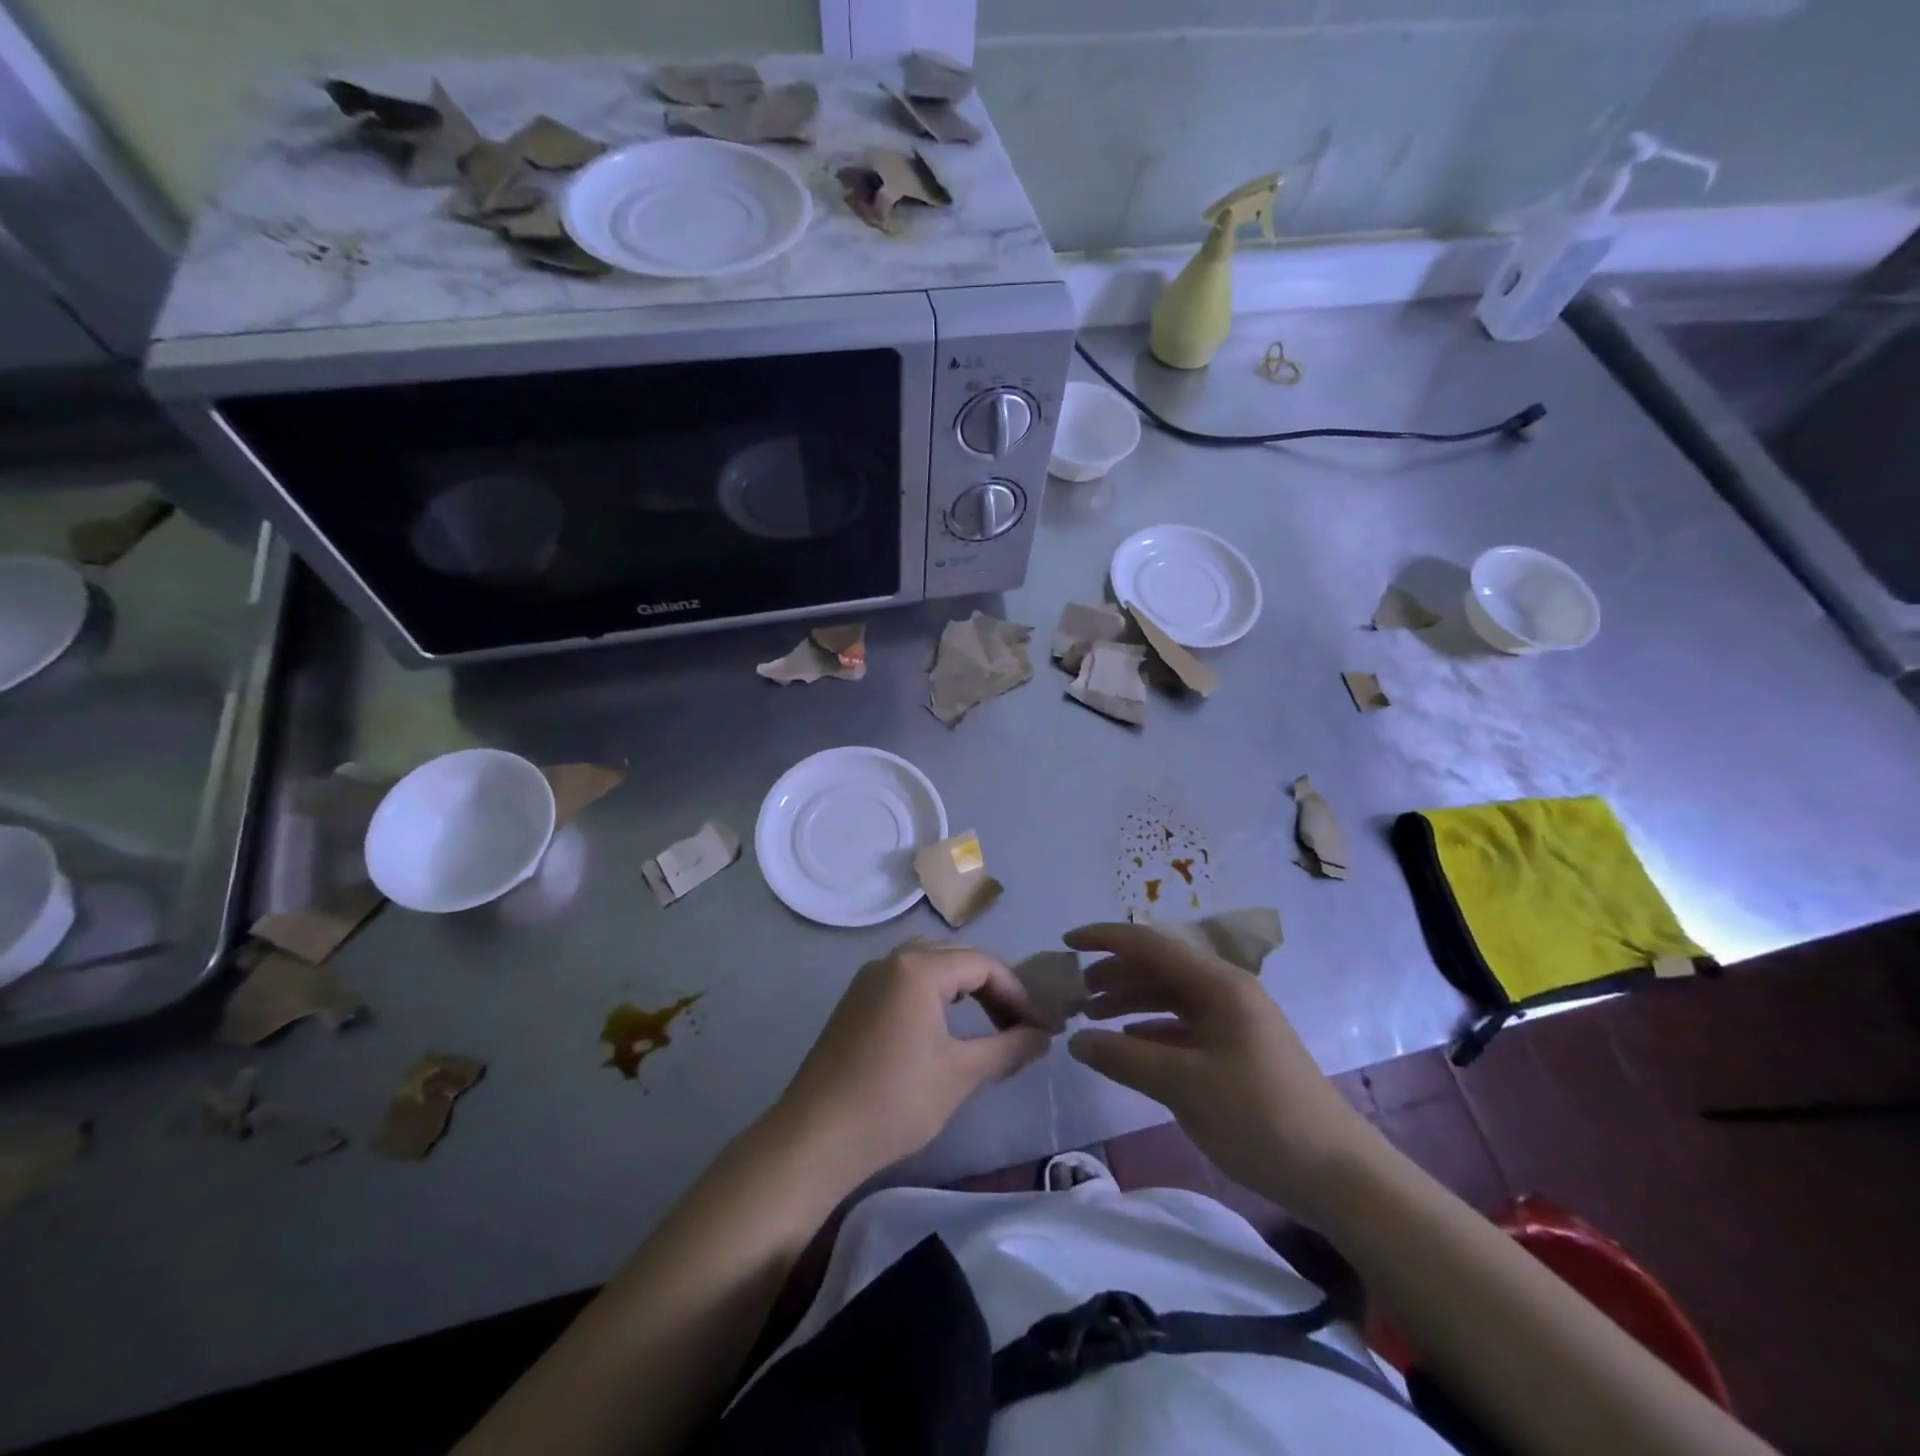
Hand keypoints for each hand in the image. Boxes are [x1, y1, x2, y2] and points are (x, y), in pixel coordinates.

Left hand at [776, 941, 1050, 1184]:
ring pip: (931, 967)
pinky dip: (936, 995)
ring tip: (991, 1023)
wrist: (815, 1137)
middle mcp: (892, 960)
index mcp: (918, 968)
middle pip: (957, 958)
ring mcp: (869, 978)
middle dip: (994, 988)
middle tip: (1020, 1024)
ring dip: (965, 990)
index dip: (1018, 993)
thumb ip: (1009, 1048)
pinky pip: (907, 981)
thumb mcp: (960, 1075)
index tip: (1042, 1026)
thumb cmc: (894, 1101)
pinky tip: (947, 1028)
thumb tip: (1044, 1036)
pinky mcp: (856, 1000)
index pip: (983, 964)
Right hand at [1065, 923, 1378, 1223]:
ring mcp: (1235, 1021)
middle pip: (1159, 968)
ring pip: (1170, 997)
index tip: (1065, 943)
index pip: (1150, 945)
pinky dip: (1152, 1030)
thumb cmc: (1259, 1116)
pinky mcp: (1238, 1050)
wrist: (1339, 1175)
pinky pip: (1184, 1026)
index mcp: (1218, 984)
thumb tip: (1077, 1041)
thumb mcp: (1183, 1084)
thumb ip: (1124, 1057)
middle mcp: (1226, 992)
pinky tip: (1130, 1043)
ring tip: (1092, 1017)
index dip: (1105, 939)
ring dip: (1130, 1002)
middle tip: (1074, 993)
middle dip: (1114, 974)